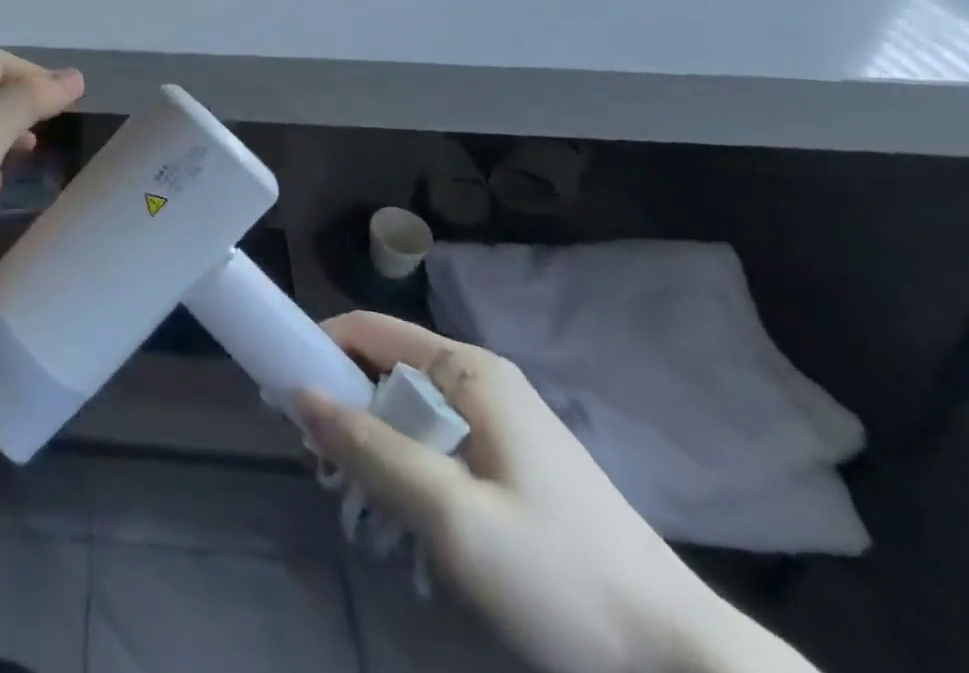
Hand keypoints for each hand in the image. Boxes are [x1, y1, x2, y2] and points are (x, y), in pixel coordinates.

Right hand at [299, 315, 816, 672]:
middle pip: (383, 371)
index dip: (317, 350)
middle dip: (345, 413)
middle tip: (324, 471)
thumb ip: (370, 449)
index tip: (281, 396)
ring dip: (375, 451)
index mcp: (468, 369)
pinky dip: (407, 473)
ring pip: (406, 413)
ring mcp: (499, 423)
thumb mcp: (452, 515)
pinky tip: (409, 525)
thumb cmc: (561, 576)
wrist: (687, 669)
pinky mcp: (511, 465)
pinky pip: (435, 447)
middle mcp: (479, 380)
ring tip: (363, 507)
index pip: (366, 330)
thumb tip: (297, 394)